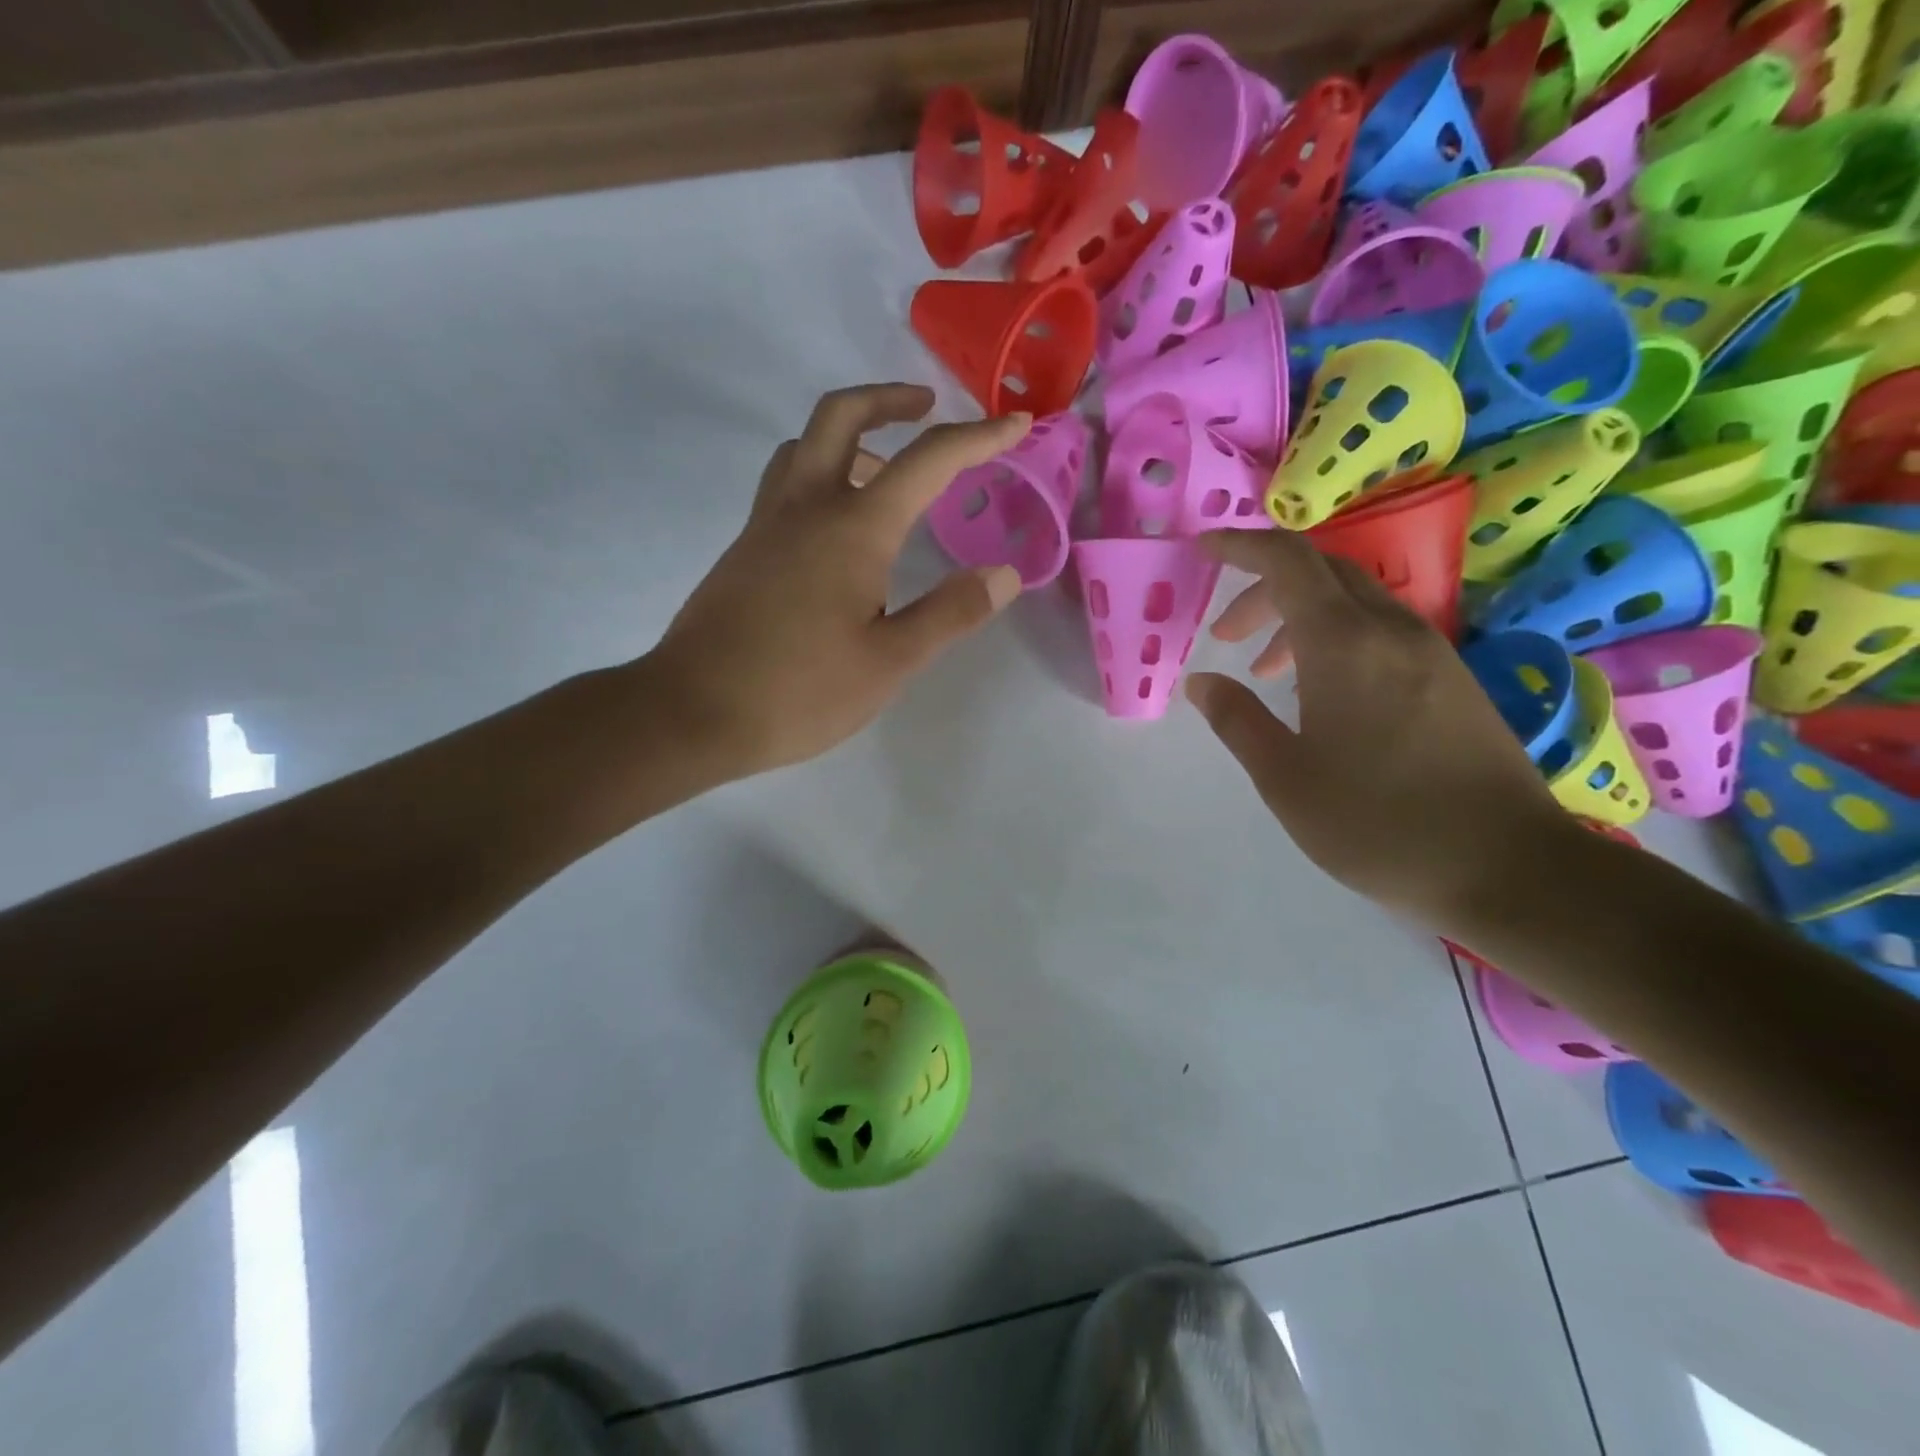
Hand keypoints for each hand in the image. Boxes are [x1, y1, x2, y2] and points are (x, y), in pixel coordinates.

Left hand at [651, 383, 1027, 778]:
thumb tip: (1004, 574)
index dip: (978, 437)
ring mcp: (766, 524)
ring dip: (850, 435)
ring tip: (886, 470)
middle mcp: (805, 507)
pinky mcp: (744, 549)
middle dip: (891, 399)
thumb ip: (950, 613)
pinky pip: (785, 483)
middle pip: (842, 415)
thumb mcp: (889, 662)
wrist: (691, 713)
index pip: (927, 461)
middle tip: (926, 409)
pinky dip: (821, 473)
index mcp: (852, 528)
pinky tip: (839, 527)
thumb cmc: (798, 691)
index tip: (1016, 424)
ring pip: (805, 445)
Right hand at [1185, 529, 1567, 926]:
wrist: (1510, 867)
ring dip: (1299, 617)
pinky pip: (1380, 629)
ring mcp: (1429, 651)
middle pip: (1320, 572)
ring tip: (1265, 669)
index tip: (1203, 549)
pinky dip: (1336, 637)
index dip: (1241, 545)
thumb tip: (1203, 682)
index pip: (1287, 561)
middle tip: (1224, 634)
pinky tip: (1322, 691)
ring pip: (1353, 600)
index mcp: (1344, 644)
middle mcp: (1391, 629)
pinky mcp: (1451, 678)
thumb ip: (1237, 720)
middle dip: (1263, 588)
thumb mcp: (1285, 778)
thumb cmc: (1378, 823)